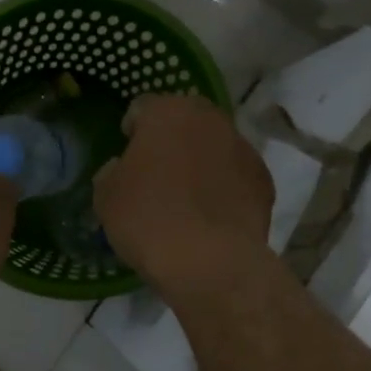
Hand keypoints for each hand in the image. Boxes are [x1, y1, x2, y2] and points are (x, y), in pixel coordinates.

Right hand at [93, 93, 274, 301]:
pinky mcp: (264, 180)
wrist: (210, 262)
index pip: (142, 107)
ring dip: (201, 161)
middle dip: (171, 140)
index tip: (126, 157)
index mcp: (167, 111)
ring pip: (214, 145)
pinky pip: (236, 175)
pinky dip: (225, 187)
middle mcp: (209, 119)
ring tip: (188, 198)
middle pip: (184, 121)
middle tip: (158, 173)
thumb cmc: (148, 219)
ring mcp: (243, 147)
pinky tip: (213, 215)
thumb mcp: (106, 196)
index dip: (132, 131)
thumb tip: (122, 169)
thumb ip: (112, 171)